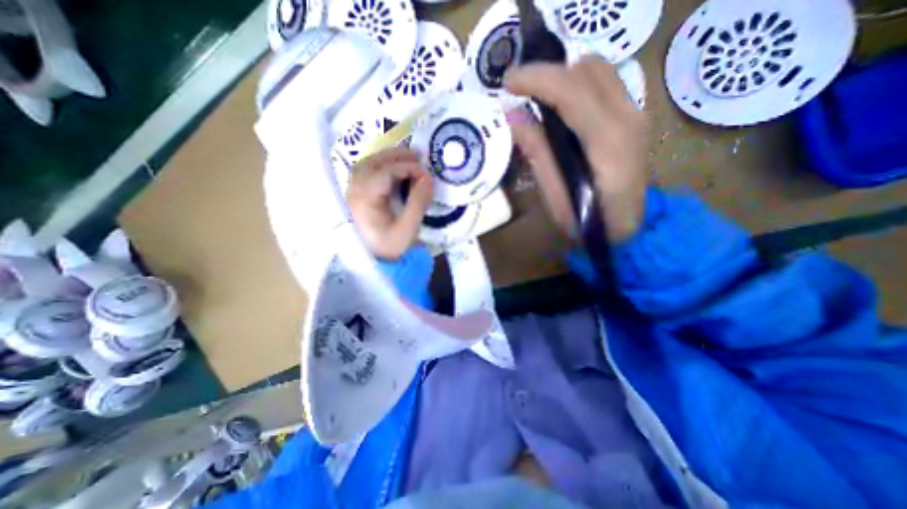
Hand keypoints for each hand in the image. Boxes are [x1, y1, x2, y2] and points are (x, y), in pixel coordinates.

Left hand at [346, 146, 433, 257]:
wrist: (375, 262)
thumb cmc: (391, 247)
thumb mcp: (408, 229)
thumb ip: (418, 202)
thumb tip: (427, 178)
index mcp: (365, 199)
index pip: (386, 173)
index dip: (408, 168)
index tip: (427, 174)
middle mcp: (355, 191)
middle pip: (373, 162)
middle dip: (397, 156)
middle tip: (418, 156)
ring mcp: (354, 191)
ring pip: (368, 164)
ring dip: (388, 158)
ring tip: (409, 159)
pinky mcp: (358, 195)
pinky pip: (367, 171)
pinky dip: (382, 165)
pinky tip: (395, 169)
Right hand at [507, 55, 647, 244]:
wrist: (628, 230)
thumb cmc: (588, 222)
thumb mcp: (556, 196)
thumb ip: (538, 154)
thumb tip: (514, 118)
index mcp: (607, 142)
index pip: (571, 90)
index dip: (536, 79)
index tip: (508, 83)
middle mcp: (628, 117)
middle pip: (586, 69)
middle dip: (548, 73)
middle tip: (520, 91)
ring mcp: (636, 114)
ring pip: (598, 70)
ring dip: (563, 76)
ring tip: (537, 96)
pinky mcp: (634, 117)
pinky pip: (605, 83)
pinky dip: (577, 84)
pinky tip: (560, 105)